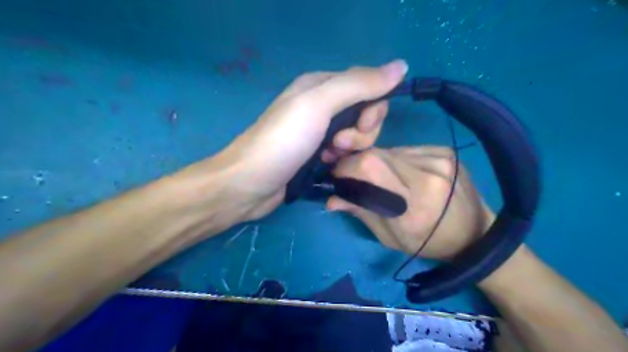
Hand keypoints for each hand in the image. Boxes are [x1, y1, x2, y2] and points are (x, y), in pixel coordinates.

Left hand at [179, 59, 409, 224]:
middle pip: (364, 113)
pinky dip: (342, 158)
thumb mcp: (318, 106)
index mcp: (321, 85)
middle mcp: (322, 105)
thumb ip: (358, 85)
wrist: (249, 184)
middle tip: (339, 143)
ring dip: (351, 148)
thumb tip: (401, 65)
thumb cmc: (282, 142)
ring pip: (357, 135)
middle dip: (361, 132)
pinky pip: (345, 151)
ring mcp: (320, 131)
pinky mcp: (318, 153)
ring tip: (329, 156)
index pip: (367, 86)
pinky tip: (327, 165)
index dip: (373, 107)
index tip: (362, 125)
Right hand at [327, 144, 492, 258]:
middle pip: (378, 155)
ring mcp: (441, 159)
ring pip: (390, 150)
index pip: (371, 169)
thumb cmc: (429, 243)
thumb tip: (331, 199)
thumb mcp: (391, 238)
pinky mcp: (445, 151)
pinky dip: (395, 160)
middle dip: (357, 163)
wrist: (476, 233)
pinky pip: (406, 150)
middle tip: (353, 175)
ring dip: (378, 163)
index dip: (347, 167)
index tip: (337, 176)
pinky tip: (401, 173)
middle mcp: (430, 175)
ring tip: (382, 178)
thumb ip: (361, 213)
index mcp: (415, 205)